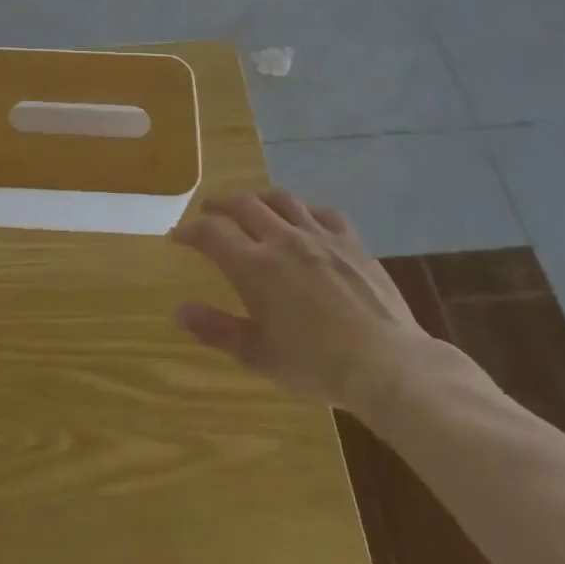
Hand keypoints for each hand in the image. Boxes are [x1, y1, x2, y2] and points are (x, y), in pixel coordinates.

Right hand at [172, 190, 435, 421]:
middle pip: (244, 205)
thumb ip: (216, 329)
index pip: (211, 233)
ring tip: (253, 206)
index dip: (189, 231)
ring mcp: (320, 236)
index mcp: (254, 266)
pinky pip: (324, 213)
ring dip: (260, 198)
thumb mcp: (258, 354)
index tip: (178, 236)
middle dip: (220, 205)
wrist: (386, 364)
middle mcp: (282, 240)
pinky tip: (306, 221)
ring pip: (282, 200)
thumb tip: (179, 310)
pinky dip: (306, 212)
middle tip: (210, 211)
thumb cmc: (316, 365)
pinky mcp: (351, 242)